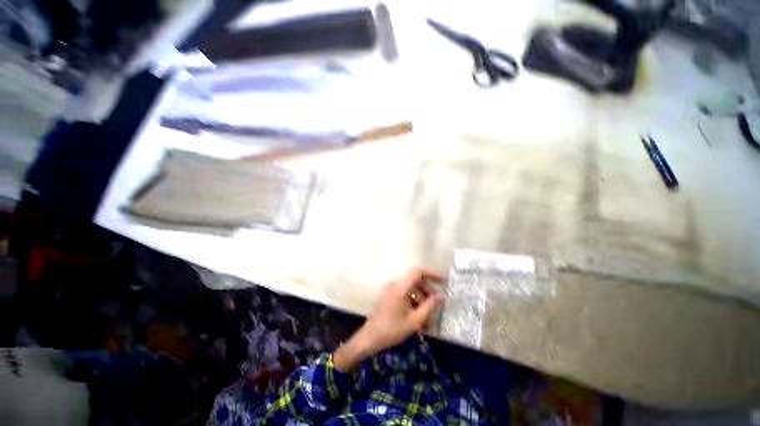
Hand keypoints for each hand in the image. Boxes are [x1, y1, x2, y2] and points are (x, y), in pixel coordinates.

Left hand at [334, 268, 444, 371]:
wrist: (370, 338)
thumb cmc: (392, 330)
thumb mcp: (414, 320)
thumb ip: (429, 306)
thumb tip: (441, 296)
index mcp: (400, 287)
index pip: (417, 272)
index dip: (431, 274)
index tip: (443, 281)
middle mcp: (395, 284)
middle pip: (415, 281)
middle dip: (427, 292)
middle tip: (436, 306)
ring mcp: (391, 290)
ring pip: (411, 289)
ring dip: (421, 301)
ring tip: (428, 320)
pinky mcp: (389, 296)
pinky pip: (405, 295)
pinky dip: (413, 303)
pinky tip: (418, 320)